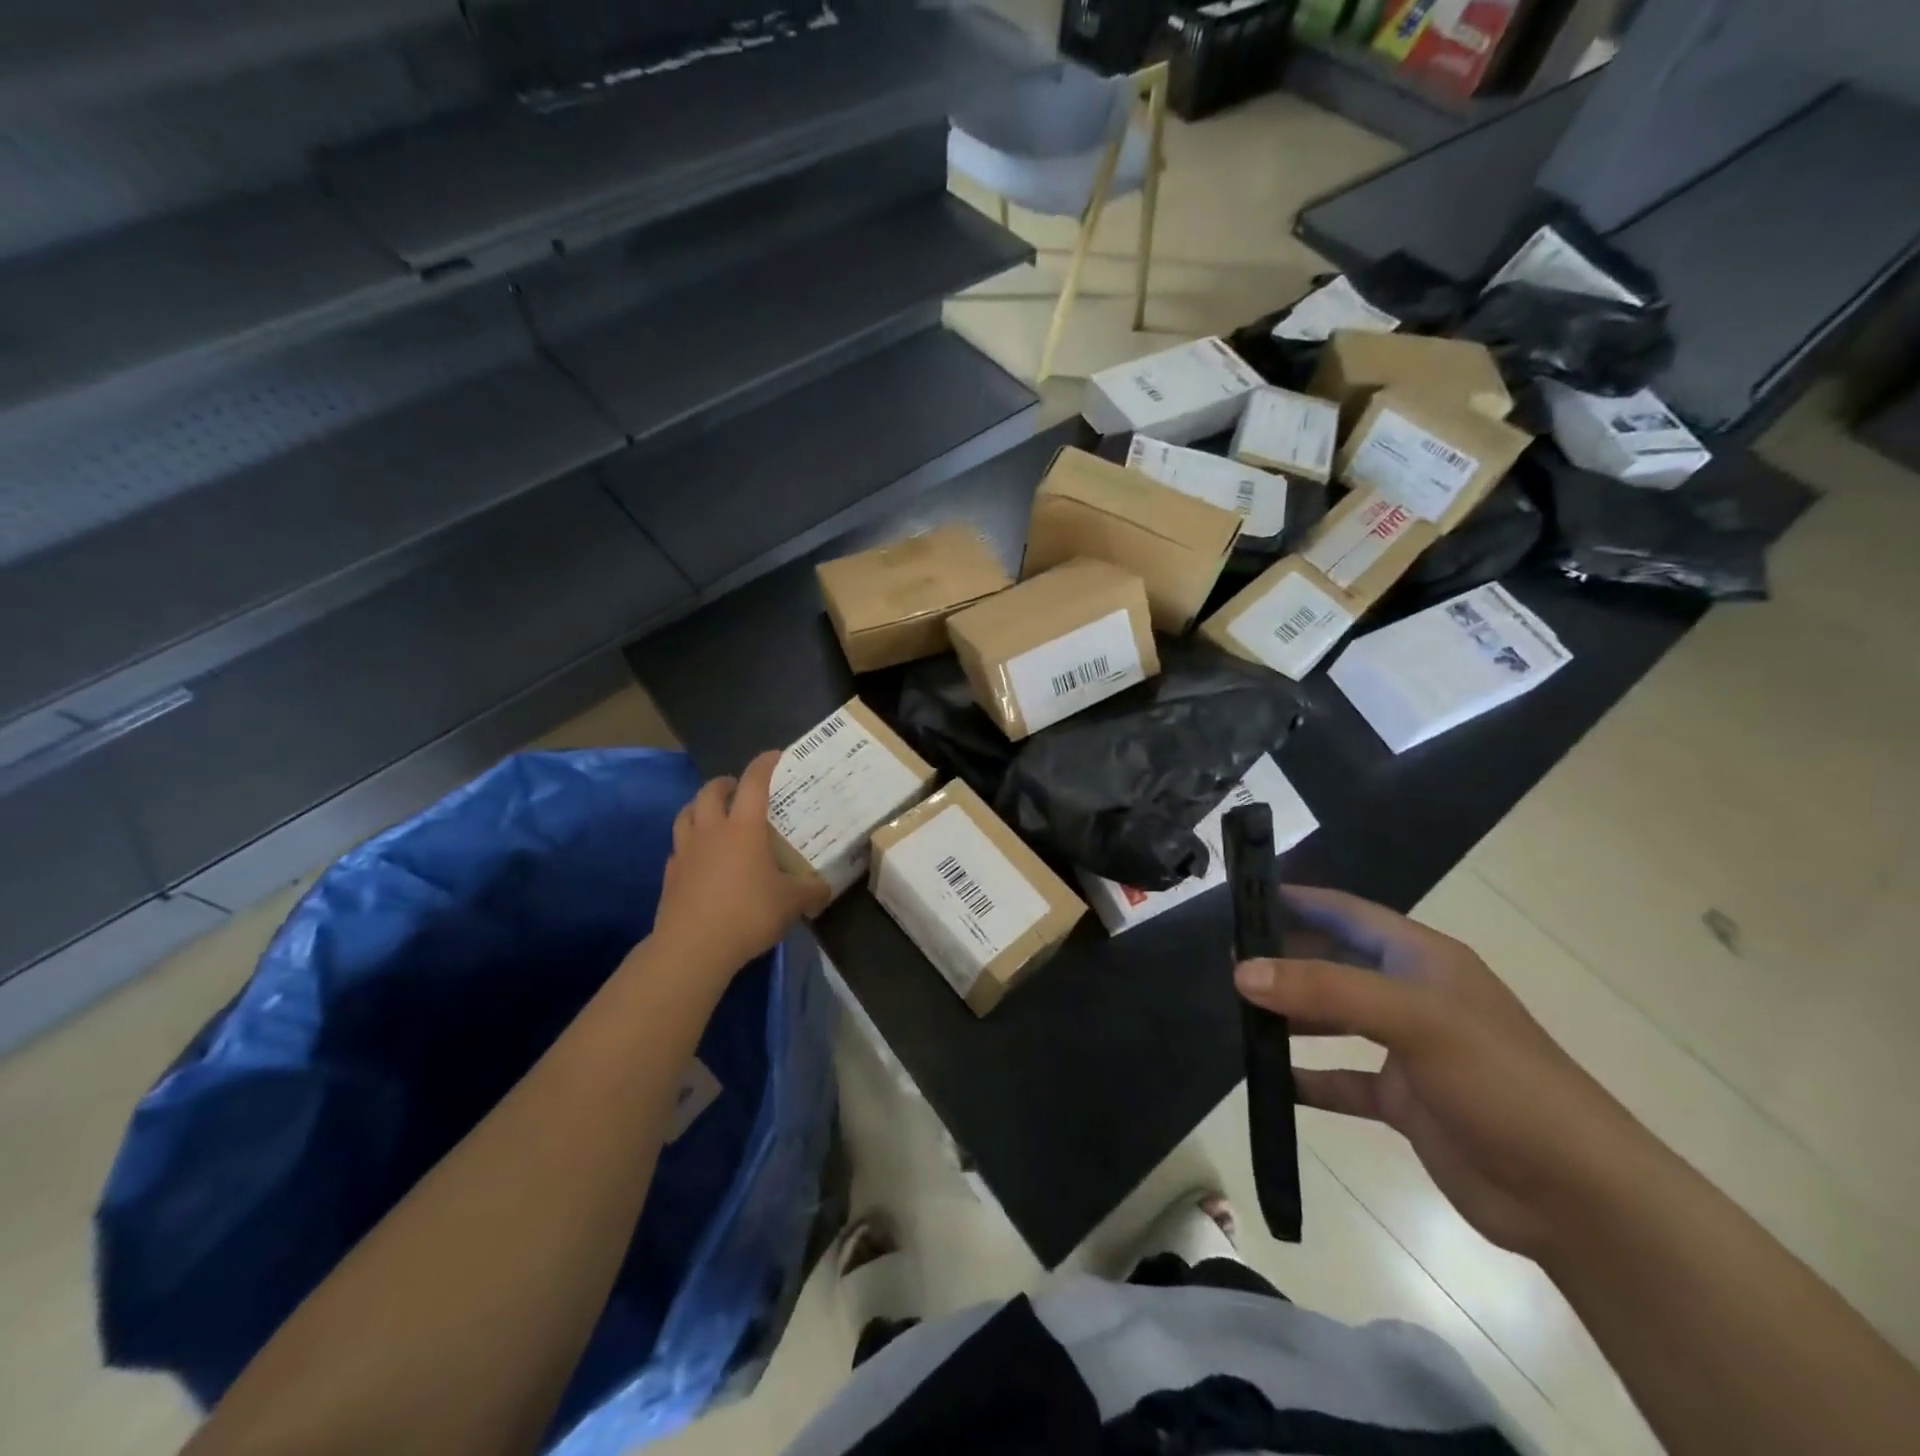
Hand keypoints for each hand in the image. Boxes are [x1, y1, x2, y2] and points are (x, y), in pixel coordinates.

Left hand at [652, 752, 828, 976]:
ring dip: (699, 807)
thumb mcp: (791, 904)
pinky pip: (678, 848)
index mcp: (743, 828)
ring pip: (686, 815)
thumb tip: (825, 889)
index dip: (763, 765)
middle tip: (736, 787)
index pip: (753, 783)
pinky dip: (689, 844)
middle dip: (724, 784)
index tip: (774, 756)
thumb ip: (810, 892)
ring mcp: (685, 852)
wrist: (693, 948)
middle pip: (710, 792)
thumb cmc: (748, 914)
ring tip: (711, 814)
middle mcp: (711, 831)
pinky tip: (699, 857)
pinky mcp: (669, 875)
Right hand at [1235, 887, 1653, 1262]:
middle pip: (1333, 962)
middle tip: (1225, 961)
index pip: (1346, 912)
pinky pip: (1341, 1078)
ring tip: (1237, 1013)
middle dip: (1283, 959)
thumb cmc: (1500, 1082)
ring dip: (1291, 1016)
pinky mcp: (1404, 1100)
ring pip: (1333, 1019)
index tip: (1241, 900)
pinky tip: (1272, 1081)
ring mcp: (1407, 1049)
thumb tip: (1242, 971)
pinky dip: (1308, 1078)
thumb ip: (1325, 990)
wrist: (1579, 1198)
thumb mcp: (1413, 1020)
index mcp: (1421, 959)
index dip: (1296, 900)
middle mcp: (1411, 994)